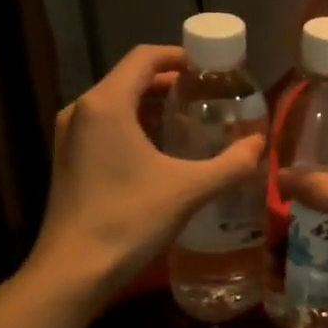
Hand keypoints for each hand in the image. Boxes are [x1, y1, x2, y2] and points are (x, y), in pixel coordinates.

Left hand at [28, 45, 264, 303]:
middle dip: (168, 80)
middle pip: (129, 77)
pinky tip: (158, 149)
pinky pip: (103, 125)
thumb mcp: (188, 190)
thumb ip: (230, 164)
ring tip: (188, 117)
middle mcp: (81, 110)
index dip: (178, 55)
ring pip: (115, 102)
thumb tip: (260, 145)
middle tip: (206, 92)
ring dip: (149, 102)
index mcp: (106, 104)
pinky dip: (132, 123)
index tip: (209, 67)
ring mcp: (69, 136)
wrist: (71, 273)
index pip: (144, 57)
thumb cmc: (128, 220)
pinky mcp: (67, 159)